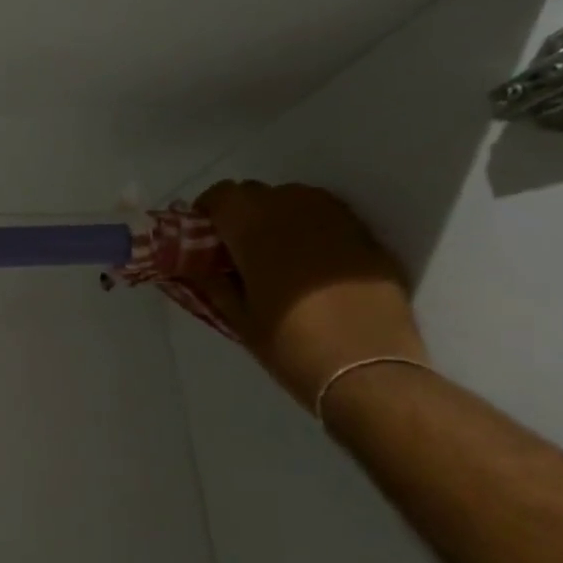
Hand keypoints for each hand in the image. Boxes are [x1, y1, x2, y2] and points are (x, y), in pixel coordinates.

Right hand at [192, 181, 426, 408]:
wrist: (368, 369)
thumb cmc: (290, 344)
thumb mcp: (238, 318)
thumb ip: (211, 283)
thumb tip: (193, 266)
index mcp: (254, 228)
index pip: (220, 195)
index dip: (206, 213)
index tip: (203, 239)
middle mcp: (294, 210)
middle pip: (256, 193)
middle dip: (240, 214)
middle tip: (235, 249)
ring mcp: (335, 219)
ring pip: (293, 199)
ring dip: (276, 216)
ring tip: (273, 252)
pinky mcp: (365, 235)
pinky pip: (326, 216)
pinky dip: (309, 228)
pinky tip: (309, 261)